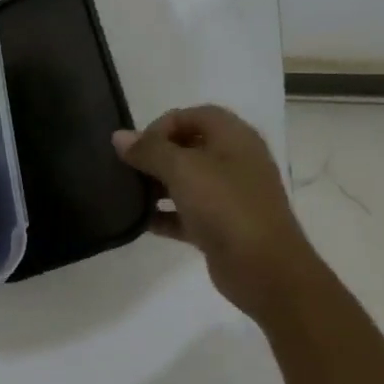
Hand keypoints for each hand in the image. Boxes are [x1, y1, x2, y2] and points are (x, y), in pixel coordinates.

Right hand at [113, 106, 323, 322]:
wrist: (264, 268)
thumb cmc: (225, 207)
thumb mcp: (183, 170)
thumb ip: (149, 150)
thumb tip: (119, 137)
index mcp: (234, 139)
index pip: (195, 115)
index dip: (163, 124)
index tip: (138, 146)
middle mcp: (235, 162)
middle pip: (189, 147)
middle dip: (156, 155)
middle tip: (128, 169)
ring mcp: (230, 196)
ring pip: (187, 181)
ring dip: (157, 185)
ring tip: (129, 194)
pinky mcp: (221, 227)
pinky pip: (186, 213)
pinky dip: (165, 215)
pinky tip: (141, 222)